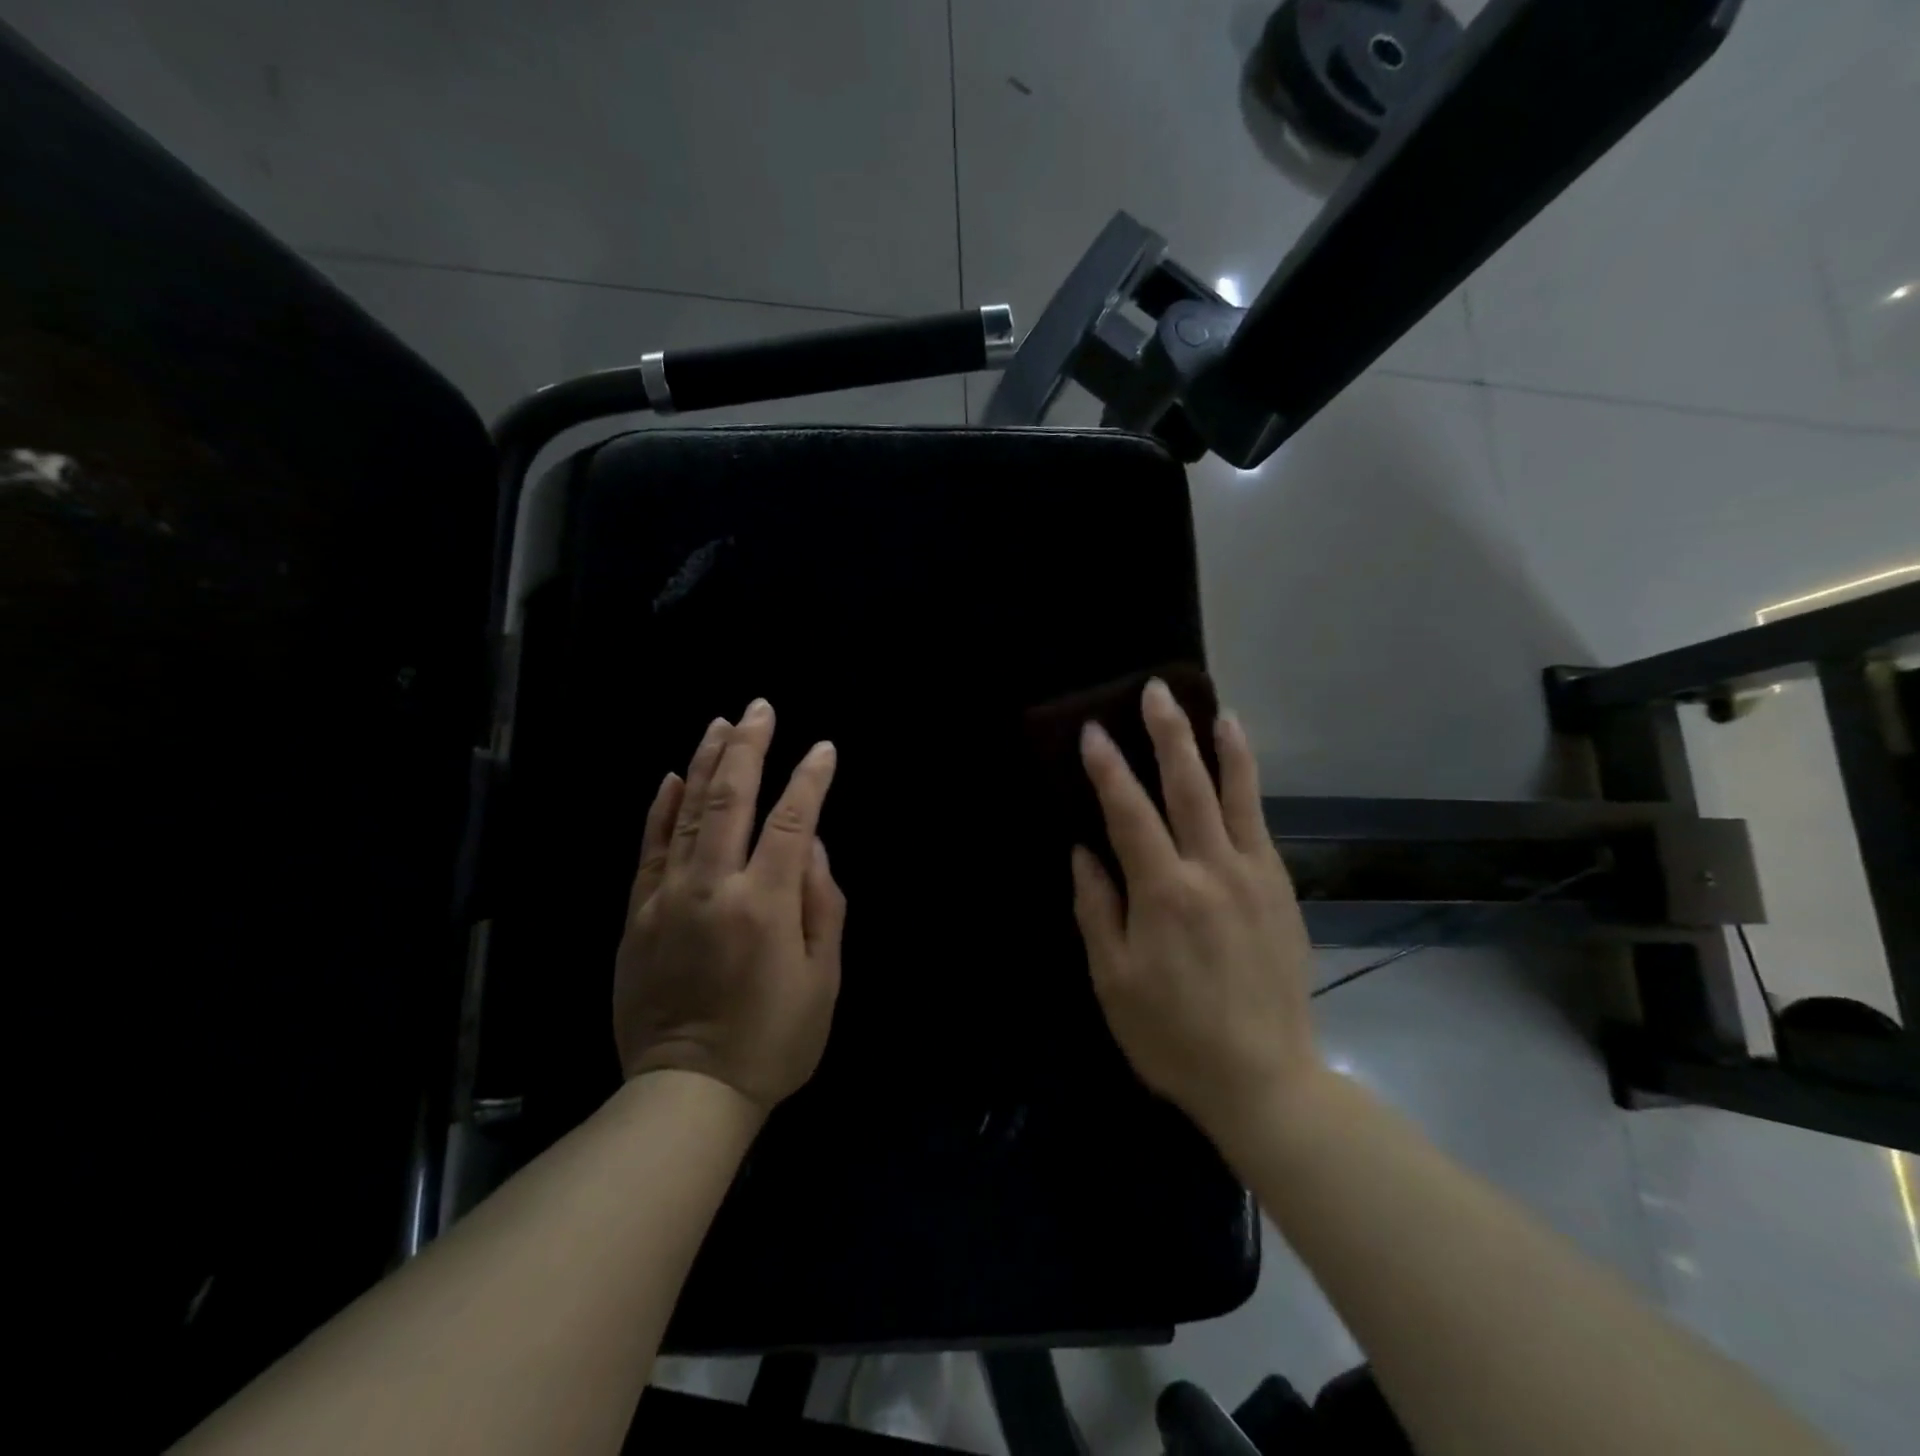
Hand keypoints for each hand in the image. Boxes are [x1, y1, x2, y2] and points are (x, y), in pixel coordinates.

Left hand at [613, 699, 845, 1113]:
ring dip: (706, 762)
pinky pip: (649, 849)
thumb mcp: (823, 980)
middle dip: (750, 747)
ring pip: (686, 812)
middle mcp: (713, 887)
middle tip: (760, 707)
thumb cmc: (773, 1040)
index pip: (793, 821)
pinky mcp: (636, 915)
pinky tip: (672, 778)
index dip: (811, 779)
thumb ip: (824, 905)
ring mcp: (667, 898)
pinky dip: (661, 809)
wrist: (687, 1093)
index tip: (823, 748)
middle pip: (732, 799)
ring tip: (721, 723)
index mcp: (766, 904)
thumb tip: (814, 847)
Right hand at [1071, 679, 1321, 1147]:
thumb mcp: (1113, 981)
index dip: (1107, 769)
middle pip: (1187, 787)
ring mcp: (1254, 876)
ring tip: (1212, 706)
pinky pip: (1261, 823)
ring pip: (1236, 795)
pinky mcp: (1280, 889)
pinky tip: (1239, 765)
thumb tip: (1084, 852)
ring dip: (1220, 747)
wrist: (1265, 1079)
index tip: (1092, 731)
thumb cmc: (1173, 1035)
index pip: (1129, 813)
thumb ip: (1097, 909)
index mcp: (1163, 894)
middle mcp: (1211, 871)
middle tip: (1155, 691)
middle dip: (1168, 734)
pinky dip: (1248, 785)